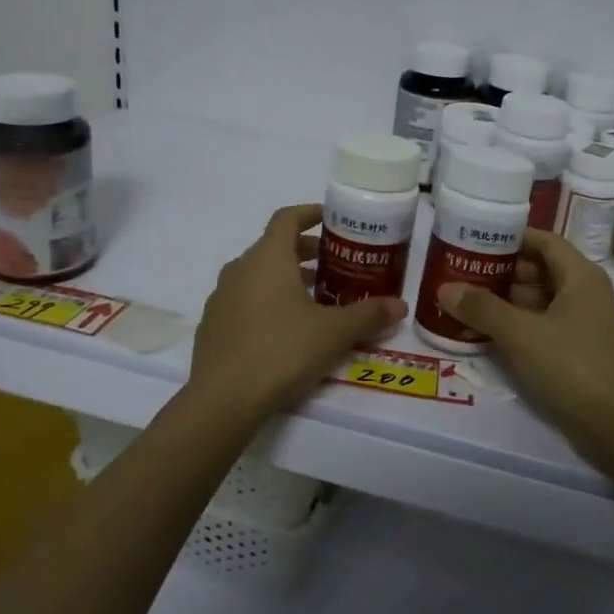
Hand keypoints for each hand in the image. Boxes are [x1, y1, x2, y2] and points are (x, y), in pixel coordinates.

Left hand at [188, 204, 406, 417]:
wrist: (222, 399)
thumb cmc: (282, 351)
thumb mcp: (334, 333)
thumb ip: (368, 315)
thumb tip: (400, 306)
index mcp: (268, 258)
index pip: (287, 218)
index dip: (310, 214)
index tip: (331, 219)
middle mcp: (240, 269)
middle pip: (274, 247)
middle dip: (305, 252)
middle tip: (334, 267)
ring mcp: (221, 297)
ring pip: (258, 276)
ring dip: (286, 279)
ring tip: (316, 301)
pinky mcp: (212, 326)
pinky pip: (244, 301)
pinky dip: (267, 302)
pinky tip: (285, 331)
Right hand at [437, 229, 613, 473]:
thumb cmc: (573, 366)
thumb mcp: (522, 334)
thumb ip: (482, 308)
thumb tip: (445, 288)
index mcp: (580, 276)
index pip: (544, 242)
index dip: (511, 238)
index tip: (474, 241)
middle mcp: (584, 294)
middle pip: (538, 271)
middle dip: (500, 272)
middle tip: (460, 274)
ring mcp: (581, 325)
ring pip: (537, 301)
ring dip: (504, 302)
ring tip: (464, 304)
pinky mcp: (576, 352)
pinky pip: (540, 327)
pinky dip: (515, 327)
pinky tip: (484, 334)